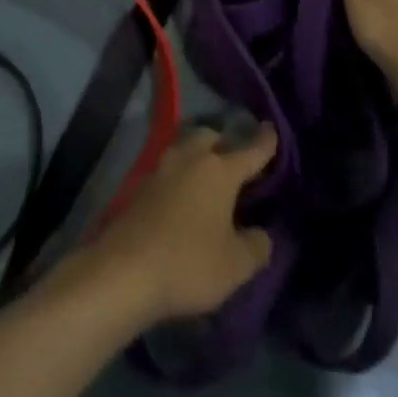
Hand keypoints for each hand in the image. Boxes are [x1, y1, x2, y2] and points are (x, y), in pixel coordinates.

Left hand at [79, 125, 275, 325]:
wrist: (126, 269)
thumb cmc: (190, 263)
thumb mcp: (236, 265)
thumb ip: (256, 246)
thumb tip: (261, 234)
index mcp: (218, 170)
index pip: (249, 151)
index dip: (264, 142)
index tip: (271, 128)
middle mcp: (189, 158)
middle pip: (209, 137)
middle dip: (225, 143)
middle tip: (237, 162)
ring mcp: (161, 168)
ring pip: (185, 148)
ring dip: (199, 156)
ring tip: (212, 178)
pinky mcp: (141, 184)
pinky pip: (169, 169)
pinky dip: (182, 175)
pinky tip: (186, 196)